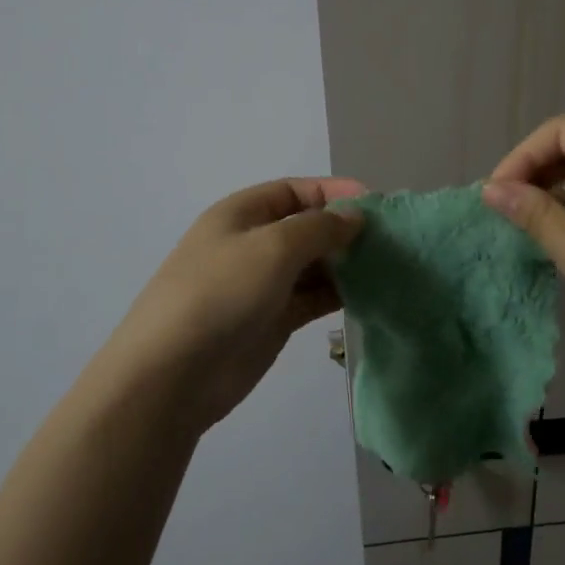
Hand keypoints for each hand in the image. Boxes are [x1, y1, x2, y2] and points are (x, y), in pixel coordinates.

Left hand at [109, 177, 365, 434]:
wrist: (173, 374)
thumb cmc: (221, 293)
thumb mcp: (272, 247)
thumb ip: (319, 227)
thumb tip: (353, 218)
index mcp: (242, 214)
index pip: (295, 190)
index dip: (334, 192)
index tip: (377, 207)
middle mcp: (252, 244)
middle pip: (306, 227)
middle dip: (344, 230)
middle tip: (391, 242)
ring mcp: (261, 285)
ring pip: (312, 265)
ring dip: (345, 264)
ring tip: (387, 268)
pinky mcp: (272, 321)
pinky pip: (311, 298)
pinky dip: (338, 294)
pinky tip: (368, 295)